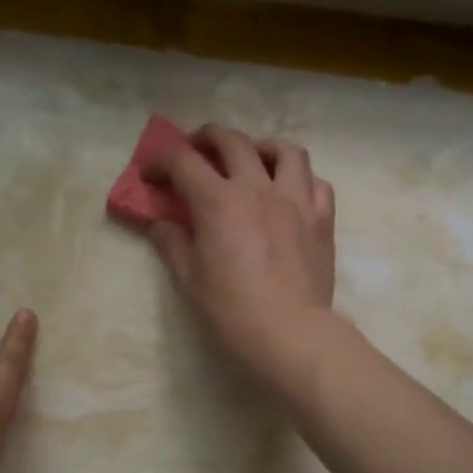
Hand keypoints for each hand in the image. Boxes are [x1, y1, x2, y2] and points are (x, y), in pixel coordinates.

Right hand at [145, 124, 336, 385]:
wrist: (289, 333)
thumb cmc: (230, 310)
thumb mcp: (188, 279)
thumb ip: (172, 243)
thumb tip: (161, 224)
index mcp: (218, 201)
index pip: (183, 163)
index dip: (161, 162)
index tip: (150, 175)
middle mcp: (257, 188)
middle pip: (233, 142)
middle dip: (208, 138)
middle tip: (196, 149)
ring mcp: (296, 200)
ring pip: (284, 151)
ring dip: (261, 147)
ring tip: (252, 159)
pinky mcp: (322, 219)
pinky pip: (316, 182)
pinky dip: (300, 179)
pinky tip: (290, 192)